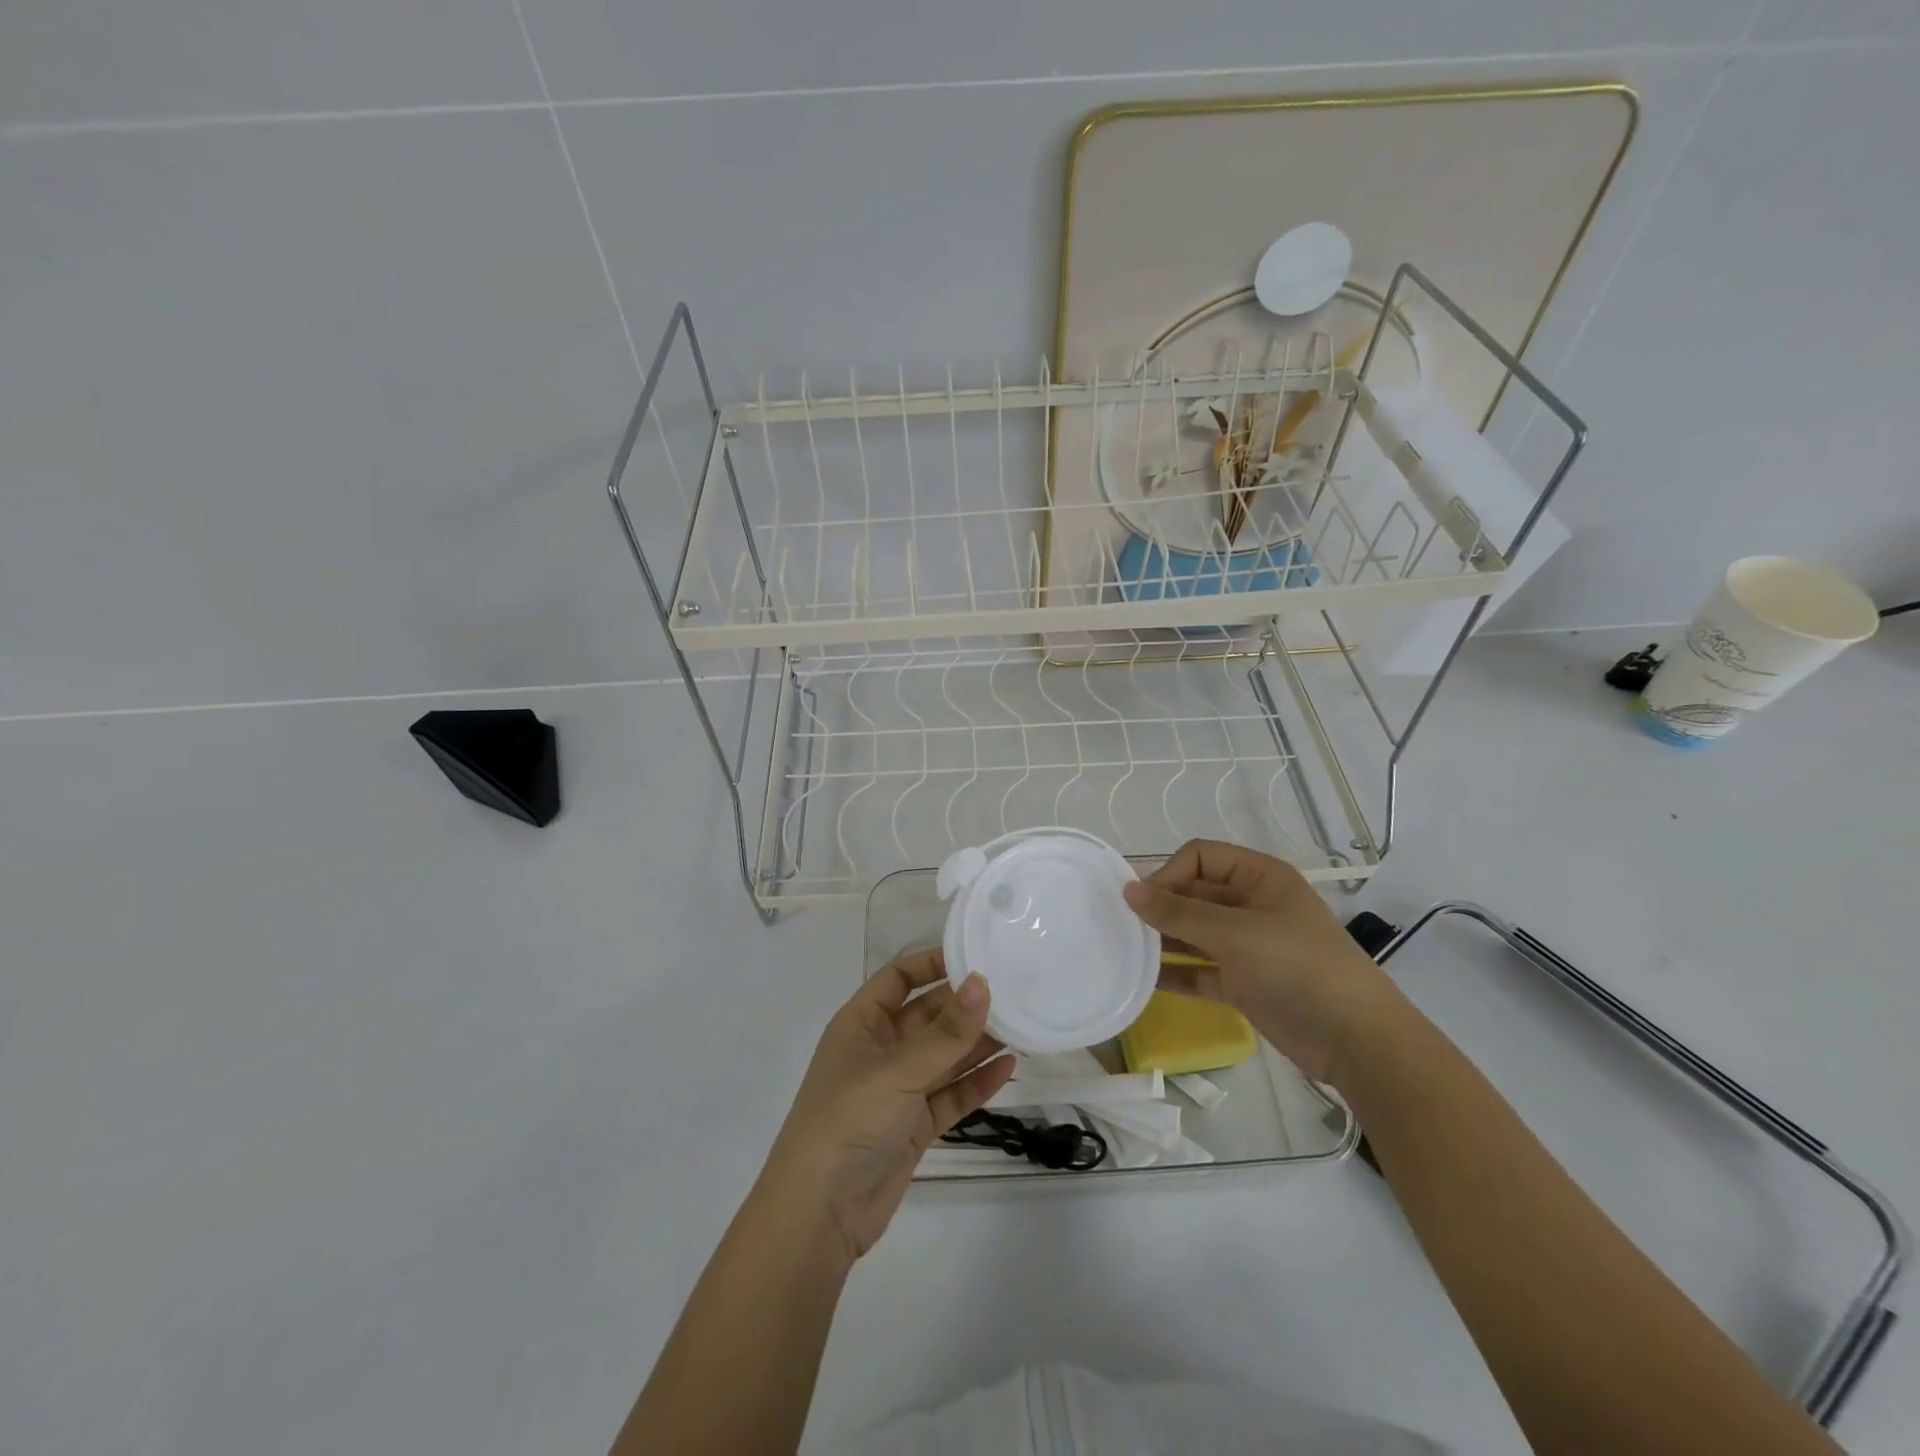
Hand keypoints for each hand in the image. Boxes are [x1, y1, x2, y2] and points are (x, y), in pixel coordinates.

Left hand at [759, 950, 1014, 1265]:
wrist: (820, 1215)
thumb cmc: (848, 1120)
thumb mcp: (898, 1070)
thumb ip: (946, 1032)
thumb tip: (983, 982)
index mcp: (861, 1024)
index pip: (898, 978)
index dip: (931, 963)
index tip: (975, 955)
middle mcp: (880, 1050)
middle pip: (927, 1016)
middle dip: (964, 1005)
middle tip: (1012, 990)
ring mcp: (898, 1090)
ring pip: (944, 1056)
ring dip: (977, 1043)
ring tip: (1021, 1024)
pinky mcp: (913, 1125)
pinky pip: (950, 1094)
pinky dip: (976, 1082)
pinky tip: (1008, 1067)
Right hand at [1122, 839, 1403, 1084]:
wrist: (1356, 1040)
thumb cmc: (1298, 967)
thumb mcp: (1235, 934)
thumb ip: (1178, 913)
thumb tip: (1128, 890)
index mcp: (1259, 877)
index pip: (1200, 857)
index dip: (1168, 873)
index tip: (1143, 902)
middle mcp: (1251, 905)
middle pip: (1193, 894)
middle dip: (1160, 907)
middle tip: (1122, 926)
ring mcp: (1247, 946)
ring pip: (1194, 933)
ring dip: (1163, 940)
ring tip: (1125, 951)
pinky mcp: (1244, 982)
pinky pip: (1200, 970)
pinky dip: (1176, 973)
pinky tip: (1145, 981)